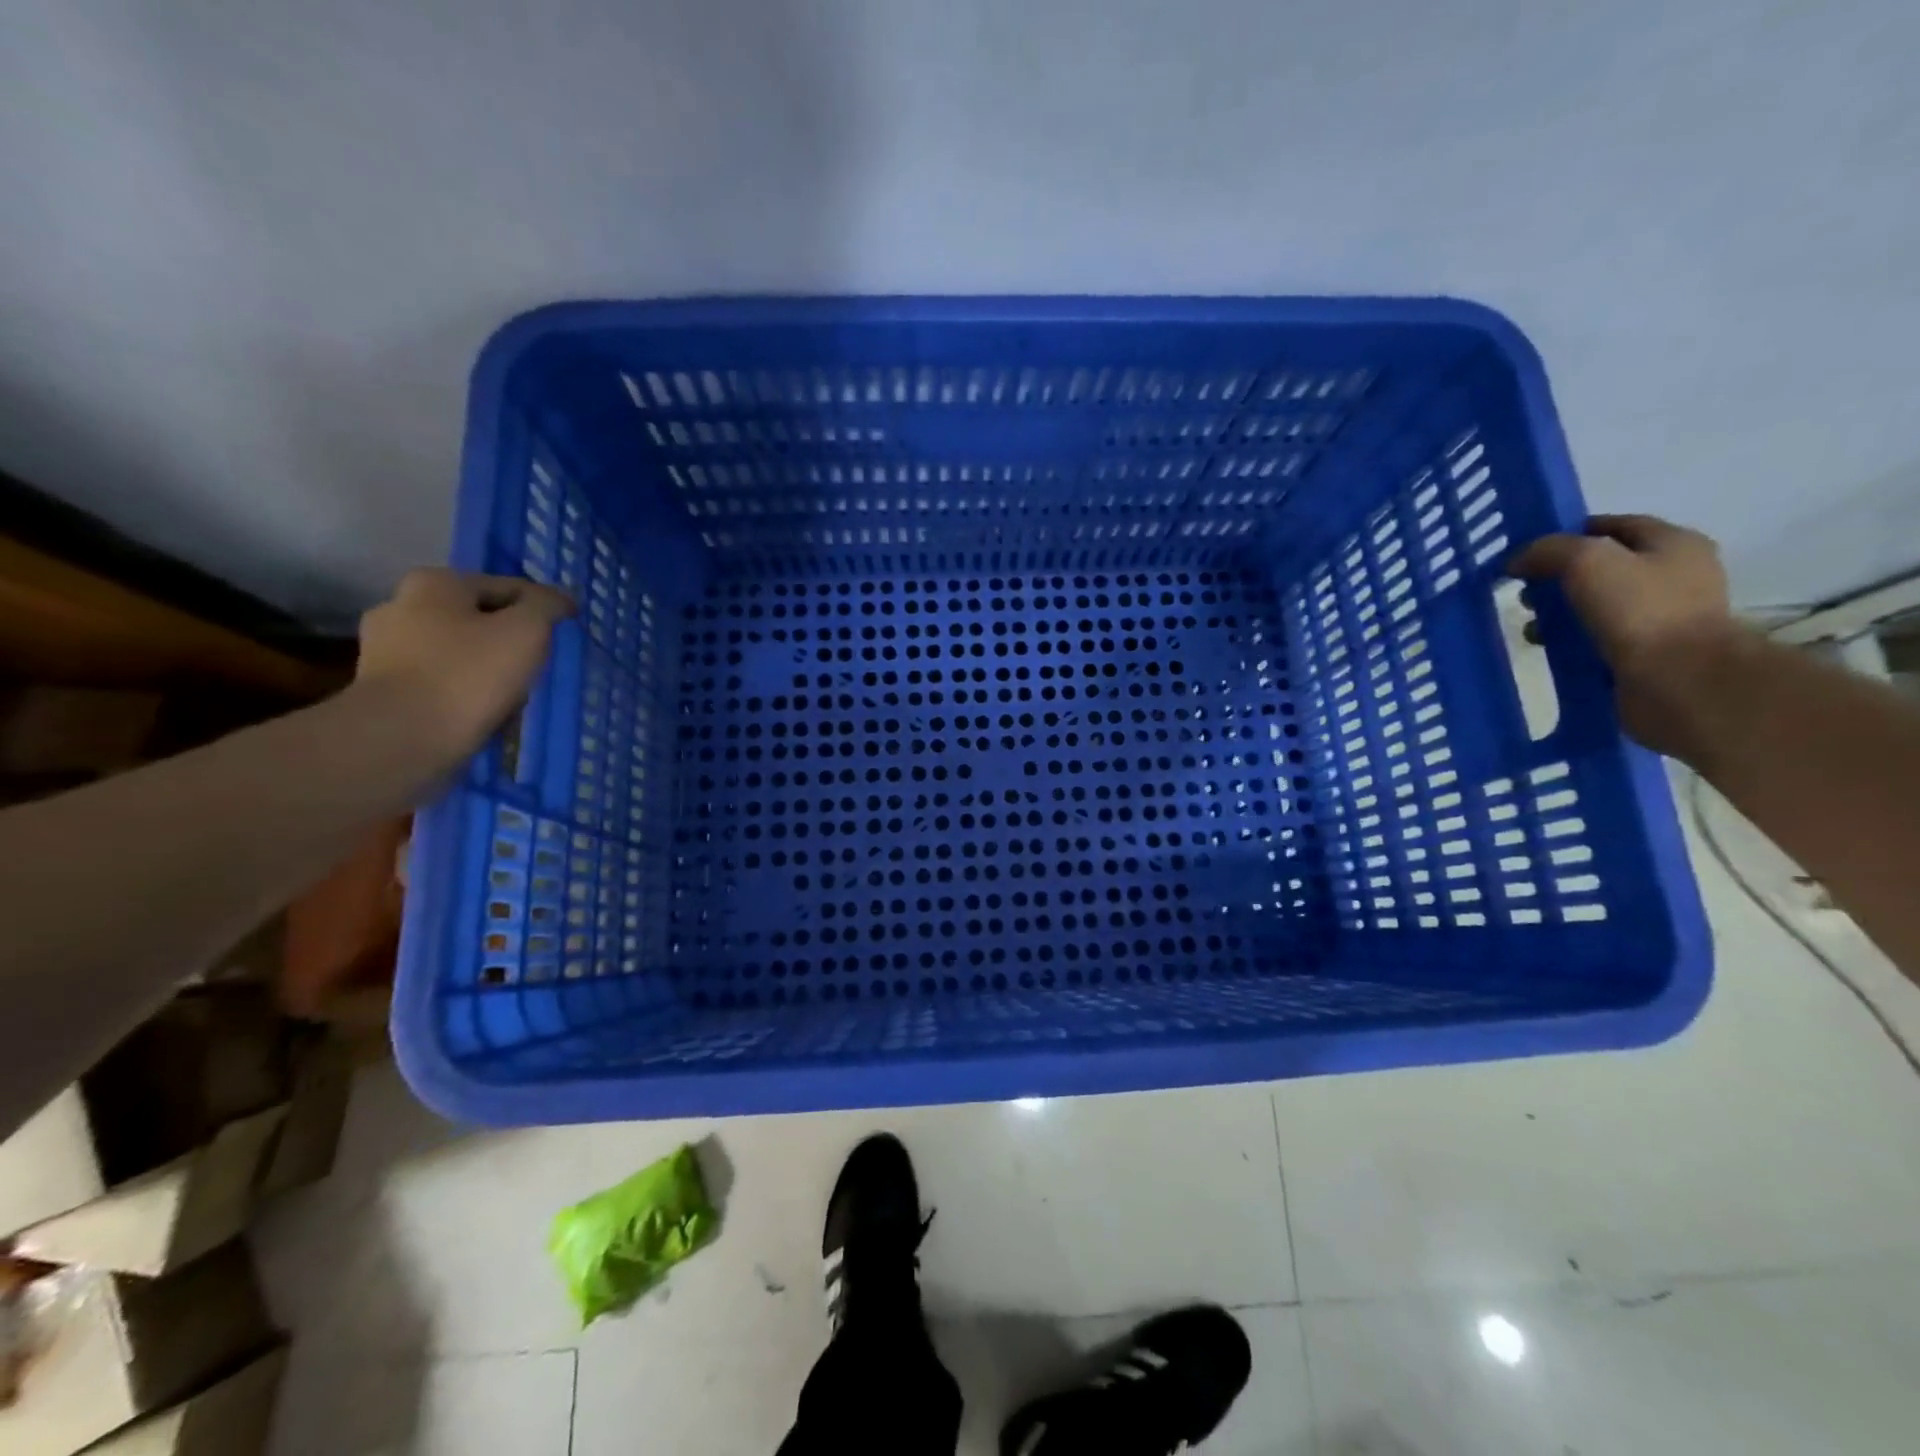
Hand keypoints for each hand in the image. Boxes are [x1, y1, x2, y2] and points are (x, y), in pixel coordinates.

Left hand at [352, 569, 573, 765]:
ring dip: (488, 668)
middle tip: (539, 666)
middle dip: (510, 639)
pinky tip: (484, 713)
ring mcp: (385, 650)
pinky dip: (465, 692)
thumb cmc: (469, 674)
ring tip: (515, 696)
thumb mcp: (526, 631)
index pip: (509, 587)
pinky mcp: (382, 690)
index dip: (544, 608)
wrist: (403, 738)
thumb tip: (560, 599)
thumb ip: (547, 606)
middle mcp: (401, 607)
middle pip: (479, 619)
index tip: (567, 632)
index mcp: (434, 583)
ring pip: (460, 652)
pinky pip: (441, 682)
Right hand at [1509, 515, 1747, 756]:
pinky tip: (1548, 648)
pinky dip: (1571, 640)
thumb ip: (1548, 551)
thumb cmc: (1640, 611)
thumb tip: (1517, 560)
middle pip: (1603, 566)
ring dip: (1560, 612)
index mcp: (1673, 543)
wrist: (1680, 680)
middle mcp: (1674, 575)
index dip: (1568, 533)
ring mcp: (1663, 616)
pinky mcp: (1648, 652)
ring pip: (1597, 604)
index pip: (1613, 526)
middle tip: (1524, 593)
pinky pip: (1599, 637)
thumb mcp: (1587, 562)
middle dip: (1558, 577)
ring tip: (1530, 627)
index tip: (1528, 552)